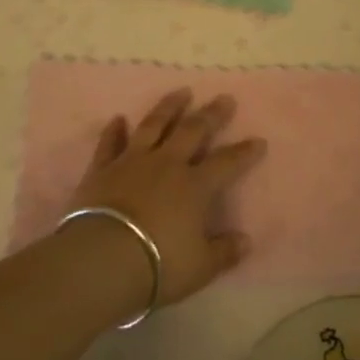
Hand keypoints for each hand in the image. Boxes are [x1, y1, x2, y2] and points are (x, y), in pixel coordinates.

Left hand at [68, 89, 265, 307]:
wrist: (101, 259)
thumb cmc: (158, 265)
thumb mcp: (201, 267)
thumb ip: (224, 252)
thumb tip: (246, 241)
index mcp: (195, 186)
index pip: (227, 163)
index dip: (244, 152)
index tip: (258, 140)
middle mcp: (166, 165)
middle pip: (192, 131)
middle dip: (211, 115)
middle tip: (224, 98)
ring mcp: (131, 162)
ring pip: (153, 126)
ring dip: (169, 107)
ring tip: (181, 92)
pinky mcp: (101, 170)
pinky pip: (109, 144)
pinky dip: (113, 131)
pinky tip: (118, 119)